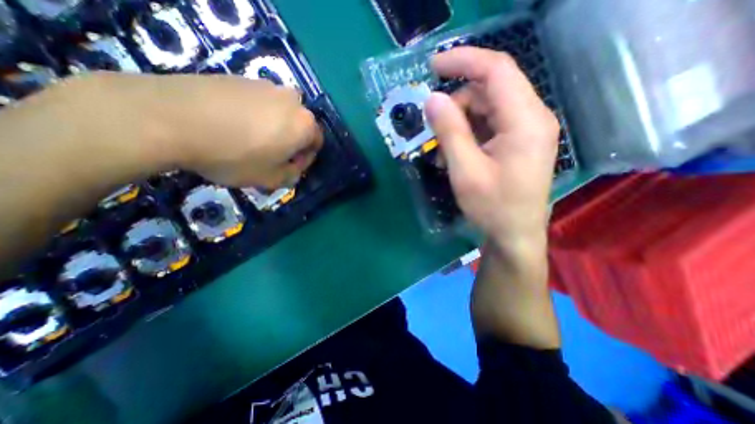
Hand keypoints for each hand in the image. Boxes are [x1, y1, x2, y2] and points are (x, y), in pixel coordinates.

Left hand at [83, 72, 324, 186]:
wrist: (171, 118)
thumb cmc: (234, 155)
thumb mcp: (270, 179)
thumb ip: (292, 176)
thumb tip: (294, 169)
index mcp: (304, 124)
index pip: (317, 143)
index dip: (305, 159)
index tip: (289, 168)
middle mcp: (292, 100)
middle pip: (299, 126)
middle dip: (291, 142)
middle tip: (271, 155)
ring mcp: (265, 85)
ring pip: (279, 113)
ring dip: (273, 128)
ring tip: (249, 140)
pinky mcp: (240, 77)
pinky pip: (258, 102)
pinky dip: (254, 115)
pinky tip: (232, 125)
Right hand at [424, 46, 558, 251]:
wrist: (514, 236)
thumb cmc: (492, 208)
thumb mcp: (465, 170)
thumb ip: (449, 132)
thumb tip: (432, 99)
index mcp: (525, 121)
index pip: (496, 70)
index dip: (463, 61)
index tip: (433, 66)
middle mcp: (532, 118)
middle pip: (489, 91)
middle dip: (456, 104)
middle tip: (433, 128)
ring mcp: (526, 131)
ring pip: (487, 108)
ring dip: (460, 123)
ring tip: (442, 151)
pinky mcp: (518, 142)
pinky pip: (490, 125)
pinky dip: (468, 134)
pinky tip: (455, 154)